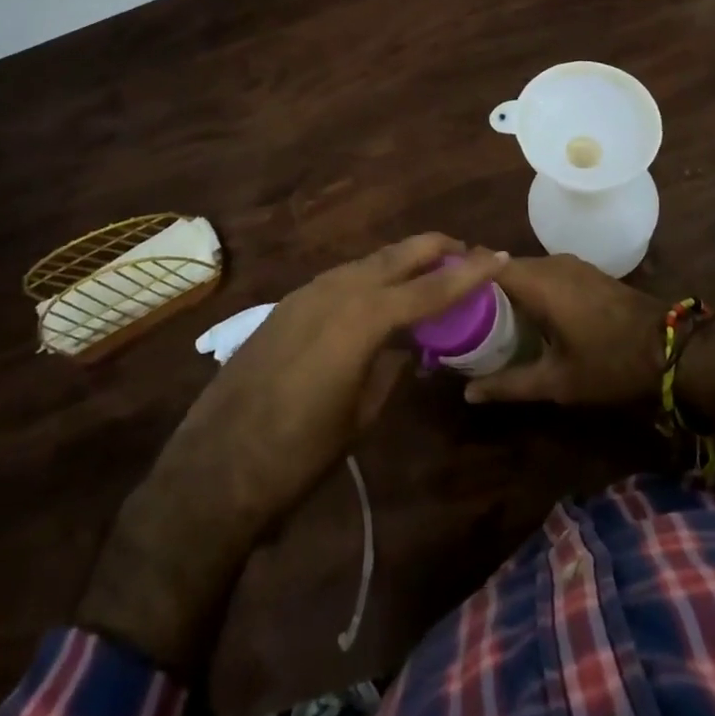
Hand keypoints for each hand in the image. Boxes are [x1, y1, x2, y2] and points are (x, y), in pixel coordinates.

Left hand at [79, 235, 505, 670]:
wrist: (215, 466)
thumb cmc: (300, 453)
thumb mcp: (361, 414)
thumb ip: (390, 367)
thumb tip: (408, 345)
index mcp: (362, 319)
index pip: (429, 289)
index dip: (469, 273)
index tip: (499, 256)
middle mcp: (337, 291)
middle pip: (397, 256)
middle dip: (435, 249)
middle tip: (467, 252)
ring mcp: (307, 293)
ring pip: (368, 262)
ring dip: (402, 261)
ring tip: (430, 270)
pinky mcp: (287, 305)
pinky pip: (342, 278)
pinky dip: (371, 277)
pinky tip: (381, 294)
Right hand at [461, 254, 665, 407]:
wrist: (672, 347)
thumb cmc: (609, 363)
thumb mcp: (556, 381)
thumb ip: (509, 384)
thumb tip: (468, 394)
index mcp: (537, 281)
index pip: (484, 260)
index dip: (459, 271)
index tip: (437, 290)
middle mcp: (550, 263)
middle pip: (502, 266)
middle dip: (479, 285)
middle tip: (456, 313)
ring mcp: (570, 265)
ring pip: (524, 270)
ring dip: (504, 288)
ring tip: (483, 318)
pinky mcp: (585, 272)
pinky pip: (544, 274)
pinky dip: (527, 289)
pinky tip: (522, 316)